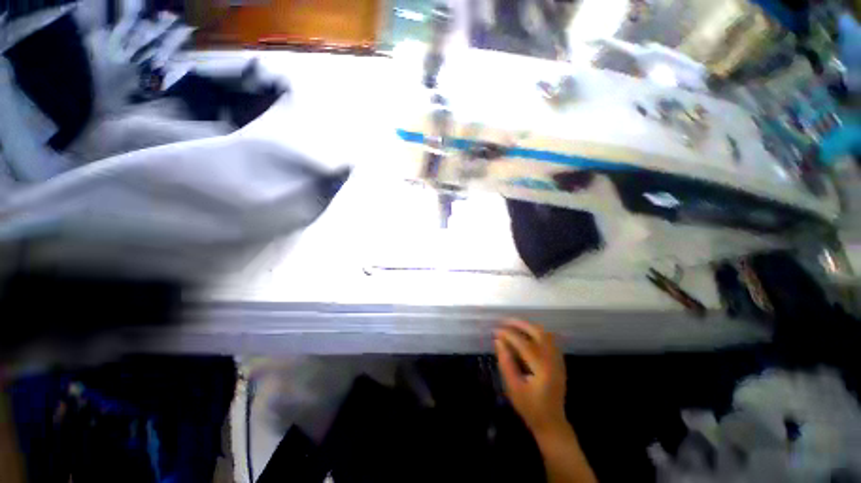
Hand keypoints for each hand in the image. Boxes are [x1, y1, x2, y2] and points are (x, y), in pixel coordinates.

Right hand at [495, 320, 567, 435]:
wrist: (552, 423)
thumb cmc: (530, 408)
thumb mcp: (513, 388)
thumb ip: (506, 363)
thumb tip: (498, 341)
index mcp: (543, 370)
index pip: (524, 344)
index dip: (509, 335)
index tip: (496, 330)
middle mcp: (553, 361)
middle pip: (539, 333)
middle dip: (521, 324)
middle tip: (505, 321)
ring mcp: (558, 361)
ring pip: (546, 334)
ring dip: (529, 326)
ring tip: (513, 325)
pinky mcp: (559, 362)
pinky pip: (549, 340)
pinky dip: (536, 333)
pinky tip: (526, 334)